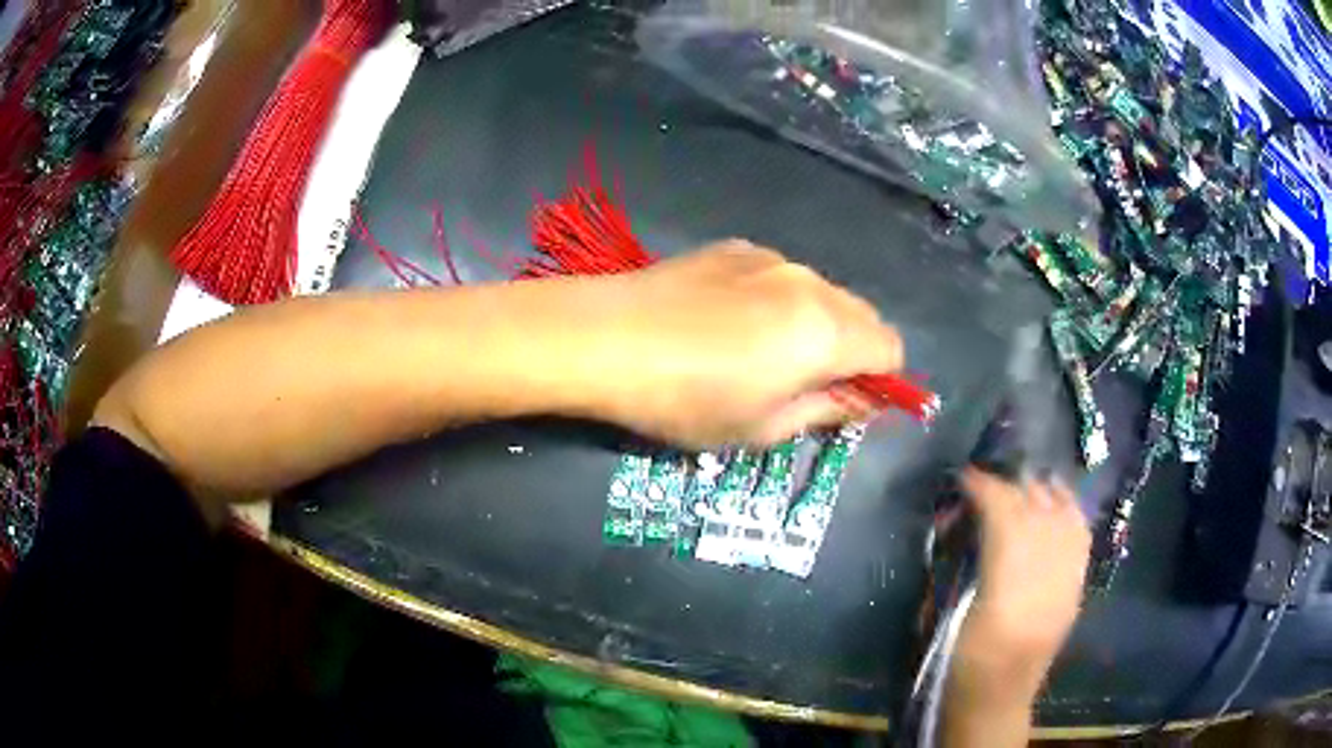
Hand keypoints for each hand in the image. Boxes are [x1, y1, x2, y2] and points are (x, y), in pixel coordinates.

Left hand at [579, 240, 902, 446]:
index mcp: (826, 331)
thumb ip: (826, 411)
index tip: (848, 403)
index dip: (881, 380)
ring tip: (759, 353)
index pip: (891, 348)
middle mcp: (809, 282)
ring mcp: (770, 258)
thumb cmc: (685, 399)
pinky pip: (780, 277)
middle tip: (805, 385)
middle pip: (863, 316)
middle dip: (852, 352)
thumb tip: (861, 401)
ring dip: (814, 324)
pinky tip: (727, 322)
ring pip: (821, 293)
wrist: (604, 337)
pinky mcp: (734, 248)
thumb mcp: (761, 428)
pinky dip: (777, 301)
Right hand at [958, 469, 1090, 687]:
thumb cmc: (962, 661)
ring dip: (1040, 492)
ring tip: (1020, 485)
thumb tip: (955, 519)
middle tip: (984, 485)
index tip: (962, 477)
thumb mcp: (945, 615)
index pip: (1003, 512)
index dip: (982, 487)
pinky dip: (1069, 510)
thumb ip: (956, 562)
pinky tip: (1056, 503)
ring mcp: (1069, 577)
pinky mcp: (1079, 584)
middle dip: (1008, 486)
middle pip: (1035, 507)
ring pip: (1063, 513)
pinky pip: (1081, 533)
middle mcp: (1045, 574)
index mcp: (1003, 586)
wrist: (998, 698)